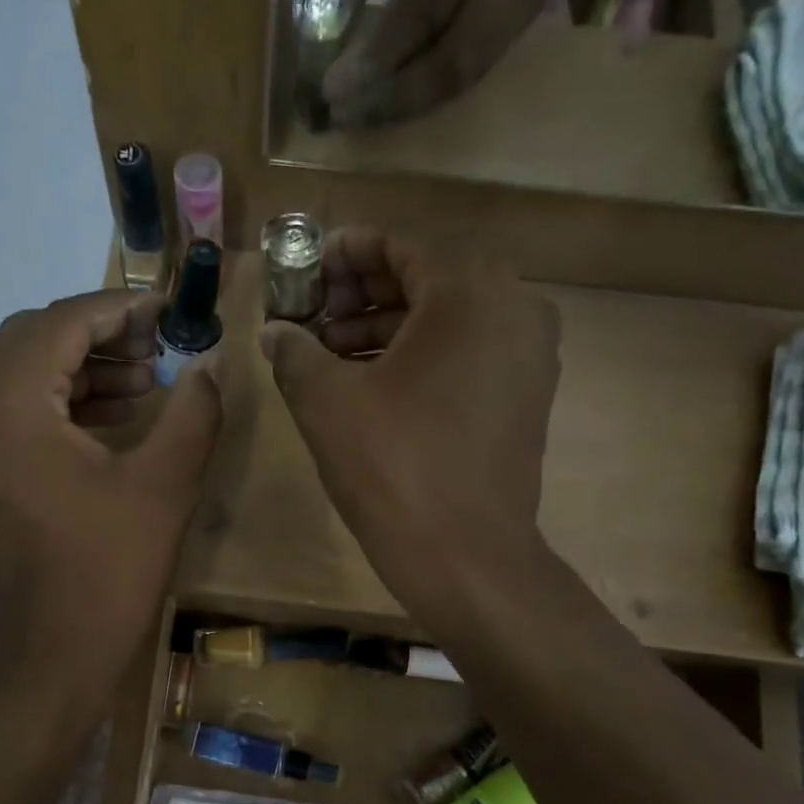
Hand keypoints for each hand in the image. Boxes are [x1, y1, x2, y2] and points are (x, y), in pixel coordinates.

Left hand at [0, 292, 221, 689]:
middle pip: (29, 340)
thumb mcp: (163, 486)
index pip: (60, 323)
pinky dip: (54, 405)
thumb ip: (193, 411)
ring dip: (76, 370)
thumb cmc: (105, 573)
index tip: (167, 310)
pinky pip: (7, 414)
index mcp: (5, 404)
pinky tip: (106, 421)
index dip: (119, 308)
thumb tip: (210, 365)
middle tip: (157, 349)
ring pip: (15, 376)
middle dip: (97, 336)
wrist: (46, 662)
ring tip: (142, 385)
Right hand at [259, 228, 561, 623]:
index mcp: (469, 291)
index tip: (303, 273)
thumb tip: (274, 332)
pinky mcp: (527, 395)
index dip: (341, 255)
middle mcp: (514, 306)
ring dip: (385, 329)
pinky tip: (372, 385)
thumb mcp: (326, 403)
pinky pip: (467, 354)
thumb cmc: (394, 467)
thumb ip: (294, 352)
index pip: (397, 246)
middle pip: (424, 280)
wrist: (466, 557)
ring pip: (446, 320)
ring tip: (329, 357)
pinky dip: (420, 358)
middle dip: (360, 295)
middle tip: (310, 319)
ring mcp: (528, 354)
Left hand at [321, 0, 562, 126]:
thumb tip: (324, 43)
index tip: (330, 90)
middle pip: (461, 51)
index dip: (378, 56)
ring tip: (366, 116)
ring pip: (476, 68)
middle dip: (399, 96)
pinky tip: (398, 102)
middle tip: (348, 116)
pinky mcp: (538, 1)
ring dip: (416, 104)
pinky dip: (436, 91)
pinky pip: (483, 66)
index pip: (427, 3)